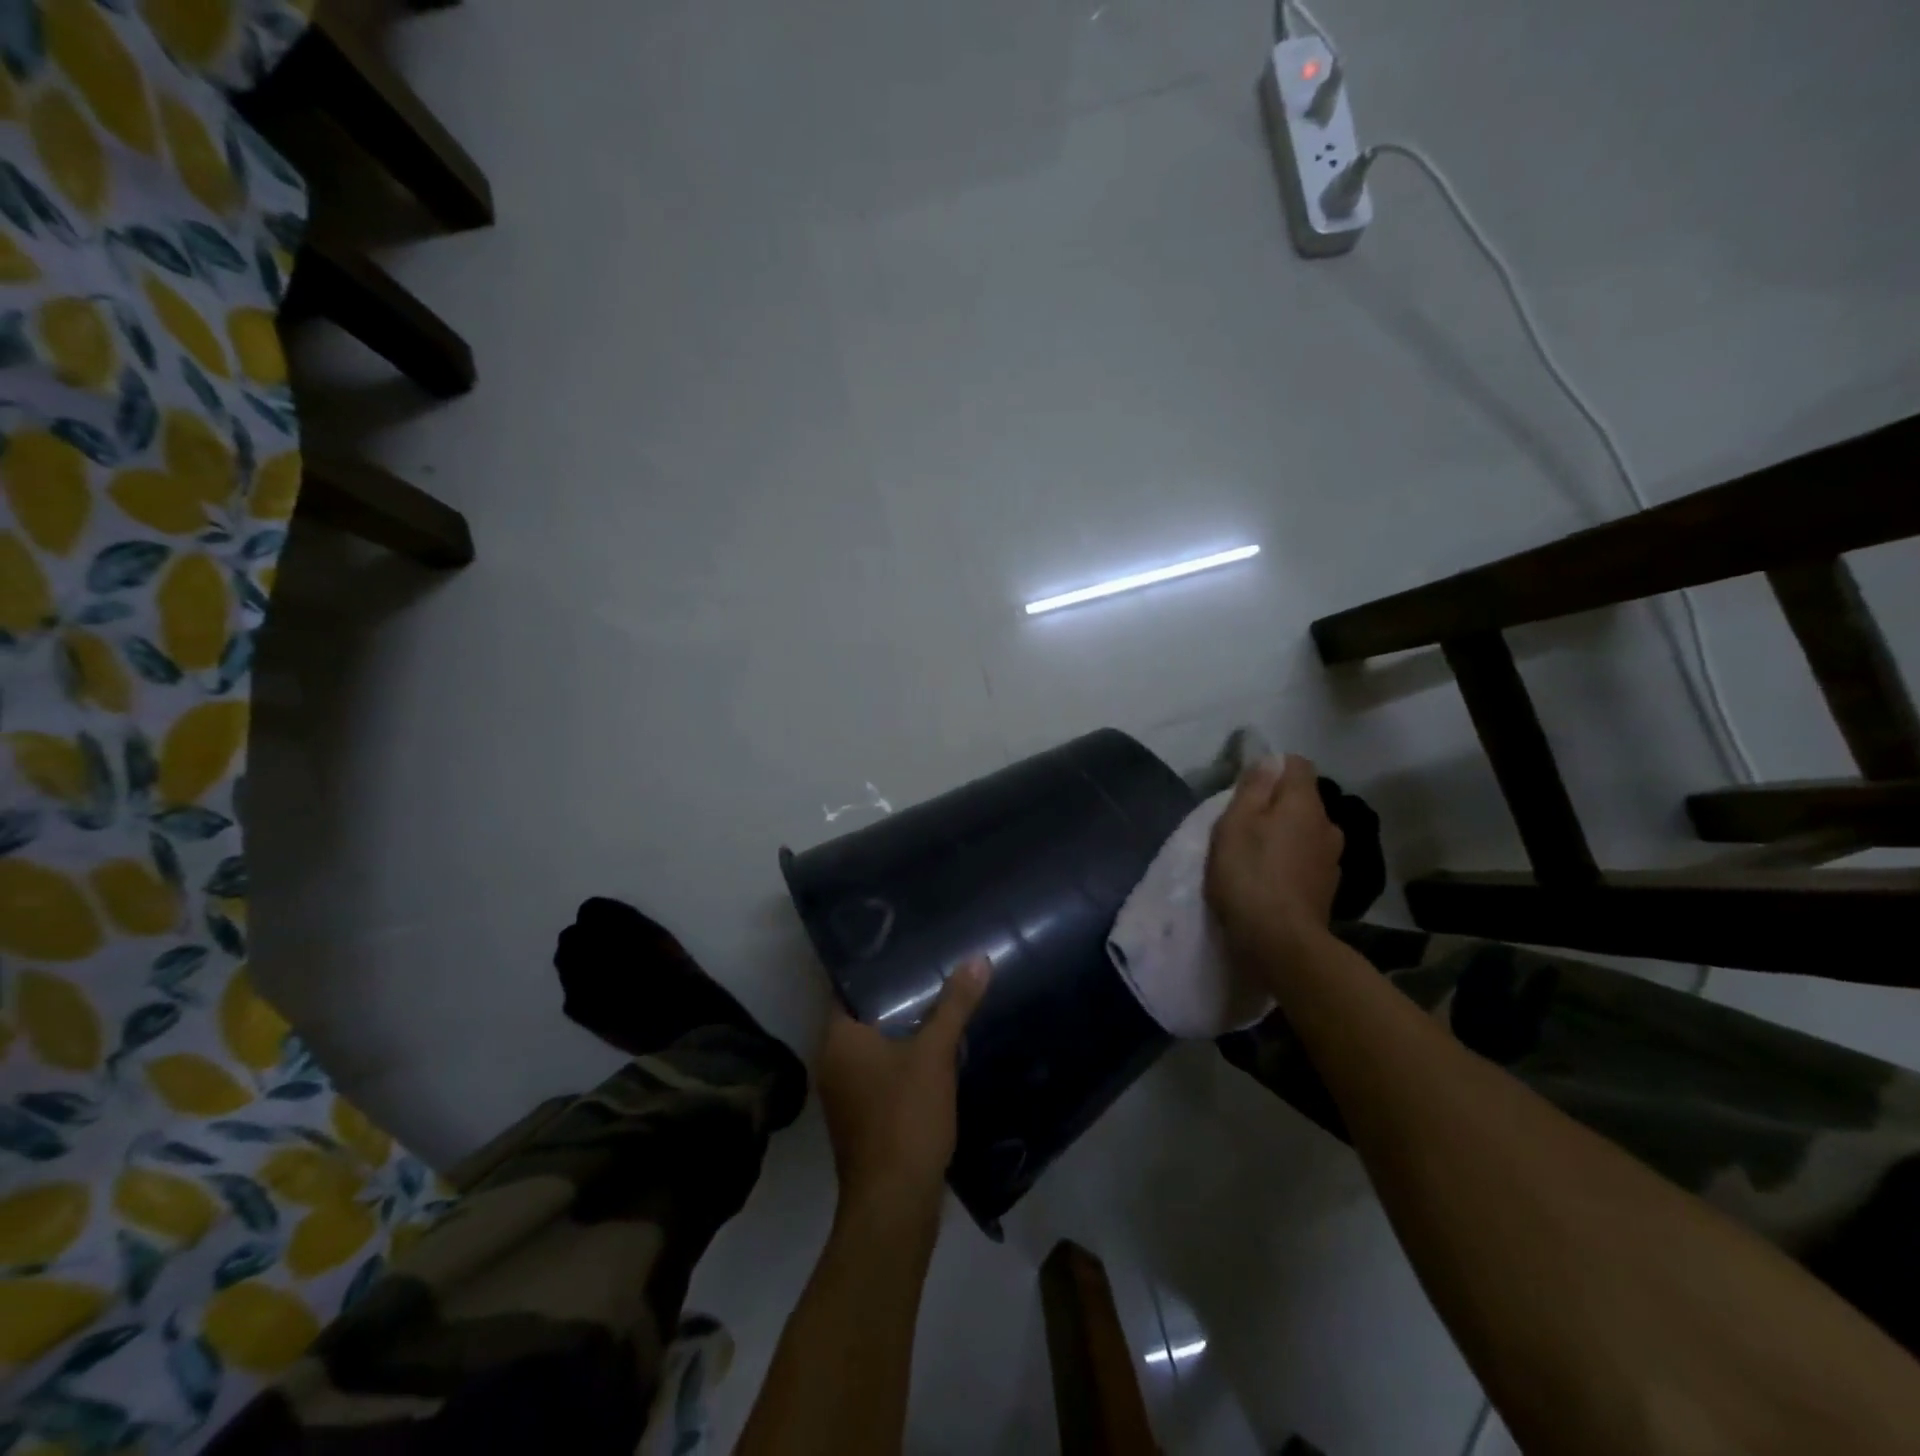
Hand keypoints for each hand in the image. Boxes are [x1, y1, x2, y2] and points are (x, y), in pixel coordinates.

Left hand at [817, 958, 991, 1220]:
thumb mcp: (934, 1054)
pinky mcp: (860, 1119)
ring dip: (901, 1032)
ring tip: (938, 1004)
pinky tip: (933, 1054)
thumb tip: (977, 959)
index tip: (904, 948)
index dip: (875, 967)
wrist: (894, 1204)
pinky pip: (879, 1074)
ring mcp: (843, 1094)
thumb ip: (954, 1005)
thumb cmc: (905, 1117)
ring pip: (873, 1048)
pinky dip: (901, 1062)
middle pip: (863, 1016)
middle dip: (896, 998)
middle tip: (930, 969)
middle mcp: (832, 1062)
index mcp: (837, 1039)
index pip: (849, 986)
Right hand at [1206, 754, 1344, 960]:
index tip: (1247, 787)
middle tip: (1245, 824)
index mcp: (1305, 803)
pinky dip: (1292, 863)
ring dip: (1287, 836)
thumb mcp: (1236, 823)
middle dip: (1278, 805)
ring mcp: (1332, 860)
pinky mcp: (1328, 889)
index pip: (1298, 764)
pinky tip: (1272, 880)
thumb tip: (1269, 760)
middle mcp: (1328, 825)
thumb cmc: (1249, 873)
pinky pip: (1308, 861)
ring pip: (1307, 832)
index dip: (1272, 768)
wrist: (1280, 941)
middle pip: (1303, 800)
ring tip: (1258, 855)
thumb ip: (1253, 788)